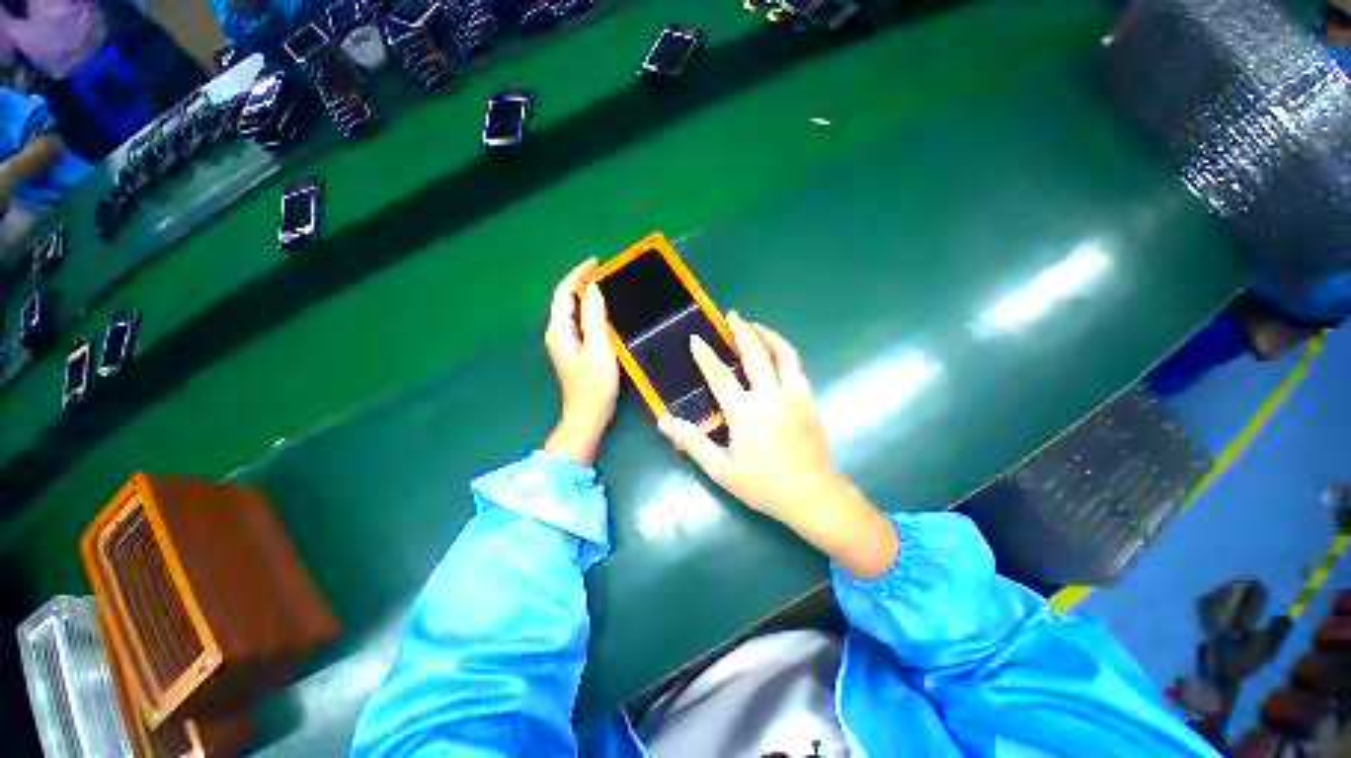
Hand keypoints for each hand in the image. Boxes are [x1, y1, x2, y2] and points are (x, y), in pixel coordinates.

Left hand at [543, 259, 618, 466]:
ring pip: (573, 311)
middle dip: (582, 283)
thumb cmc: (594, 385)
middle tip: (606, 273)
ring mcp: (565, 343)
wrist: (587, 416)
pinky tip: (604, 312)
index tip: (597, 263)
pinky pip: (580, 322)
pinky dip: (590, 311)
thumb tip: (593, 289)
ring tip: (608, 287)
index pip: (563, 293)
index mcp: (560, 330)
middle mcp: (558, 333)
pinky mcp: (574, 351)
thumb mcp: (598, 349)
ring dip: (587, 296)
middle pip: (566, 300)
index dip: (577, 275)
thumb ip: (594, 318)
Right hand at [659, 314, 899, 577]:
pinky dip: (784, 352)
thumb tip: (664, 421)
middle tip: (733, 316)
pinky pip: (796, 366)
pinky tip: (776, 353)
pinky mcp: (809, 399)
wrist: (814, 496)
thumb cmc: (764, 486)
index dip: (706, 355)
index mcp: (746, 413)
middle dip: (742, 331)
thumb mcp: (722, 470)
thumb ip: (693, 442)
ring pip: (784, 353)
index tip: (695, 338)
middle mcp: (771, 396)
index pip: (720, 376)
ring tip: (756, 326)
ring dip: (768, 335)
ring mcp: (795, 395)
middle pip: (756, 354)